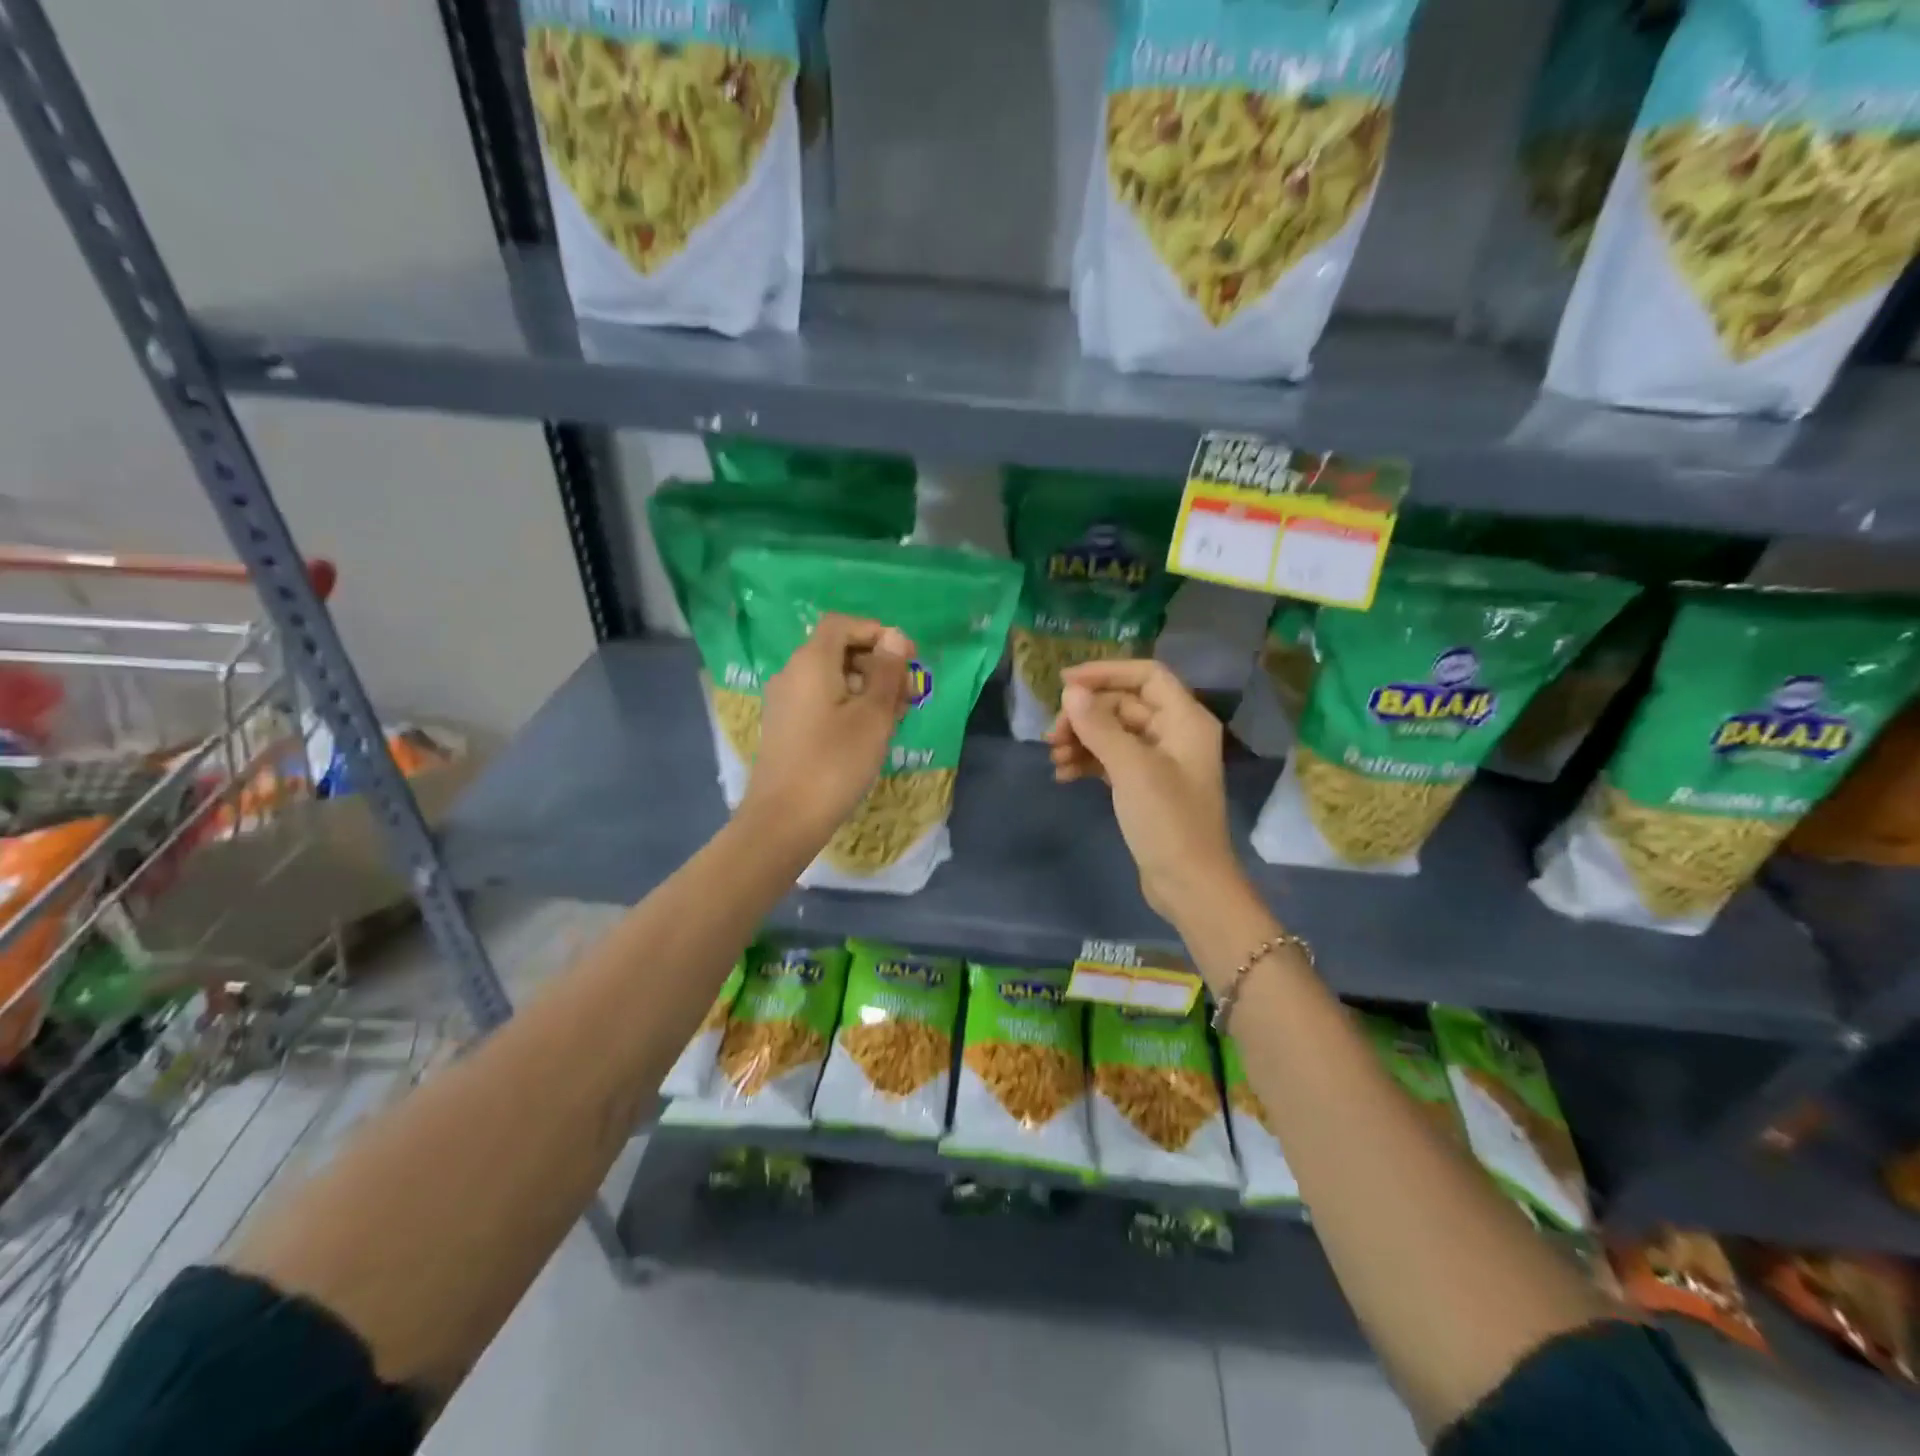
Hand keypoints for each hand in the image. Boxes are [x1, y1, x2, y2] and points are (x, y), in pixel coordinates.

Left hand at [743, 613, 914, 852]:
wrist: (784, 819)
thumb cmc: (835, 763)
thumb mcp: (873, 717)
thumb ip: (886, 672)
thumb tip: (895, 637)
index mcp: (811, 662)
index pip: (842, 624)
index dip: (876, 631)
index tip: (906, 656)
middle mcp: (792, 673)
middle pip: (836, 649)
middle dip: (875, 662)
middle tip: (907, 691)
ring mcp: (785, 701)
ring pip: (831, 677)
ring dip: (865, 686)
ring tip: (895, 716)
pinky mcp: (785, 726)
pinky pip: (820, 699)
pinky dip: (847, 704)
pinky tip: (868, 732)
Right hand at [1046, 659, 1242, 926]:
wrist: (1189, 885)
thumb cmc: (1167, 821)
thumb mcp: (1131, 768)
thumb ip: (1099, 725)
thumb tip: (1071, 691)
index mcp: (1185, 720)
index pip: (1145, 675)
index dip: (1105, 673)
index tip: (1063, 682)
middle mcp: (1175, 733)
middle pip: (1124, 705)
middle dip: (1086, 716)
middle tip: (1051, 736)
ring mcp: (1160, 762)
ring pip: (1114, 734)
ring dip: (1082, 740)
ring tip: (1053, 758)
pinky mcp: (1145, 787)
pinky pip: (1112, 760)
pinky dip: (1088, 763)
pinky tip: (1063, 775)